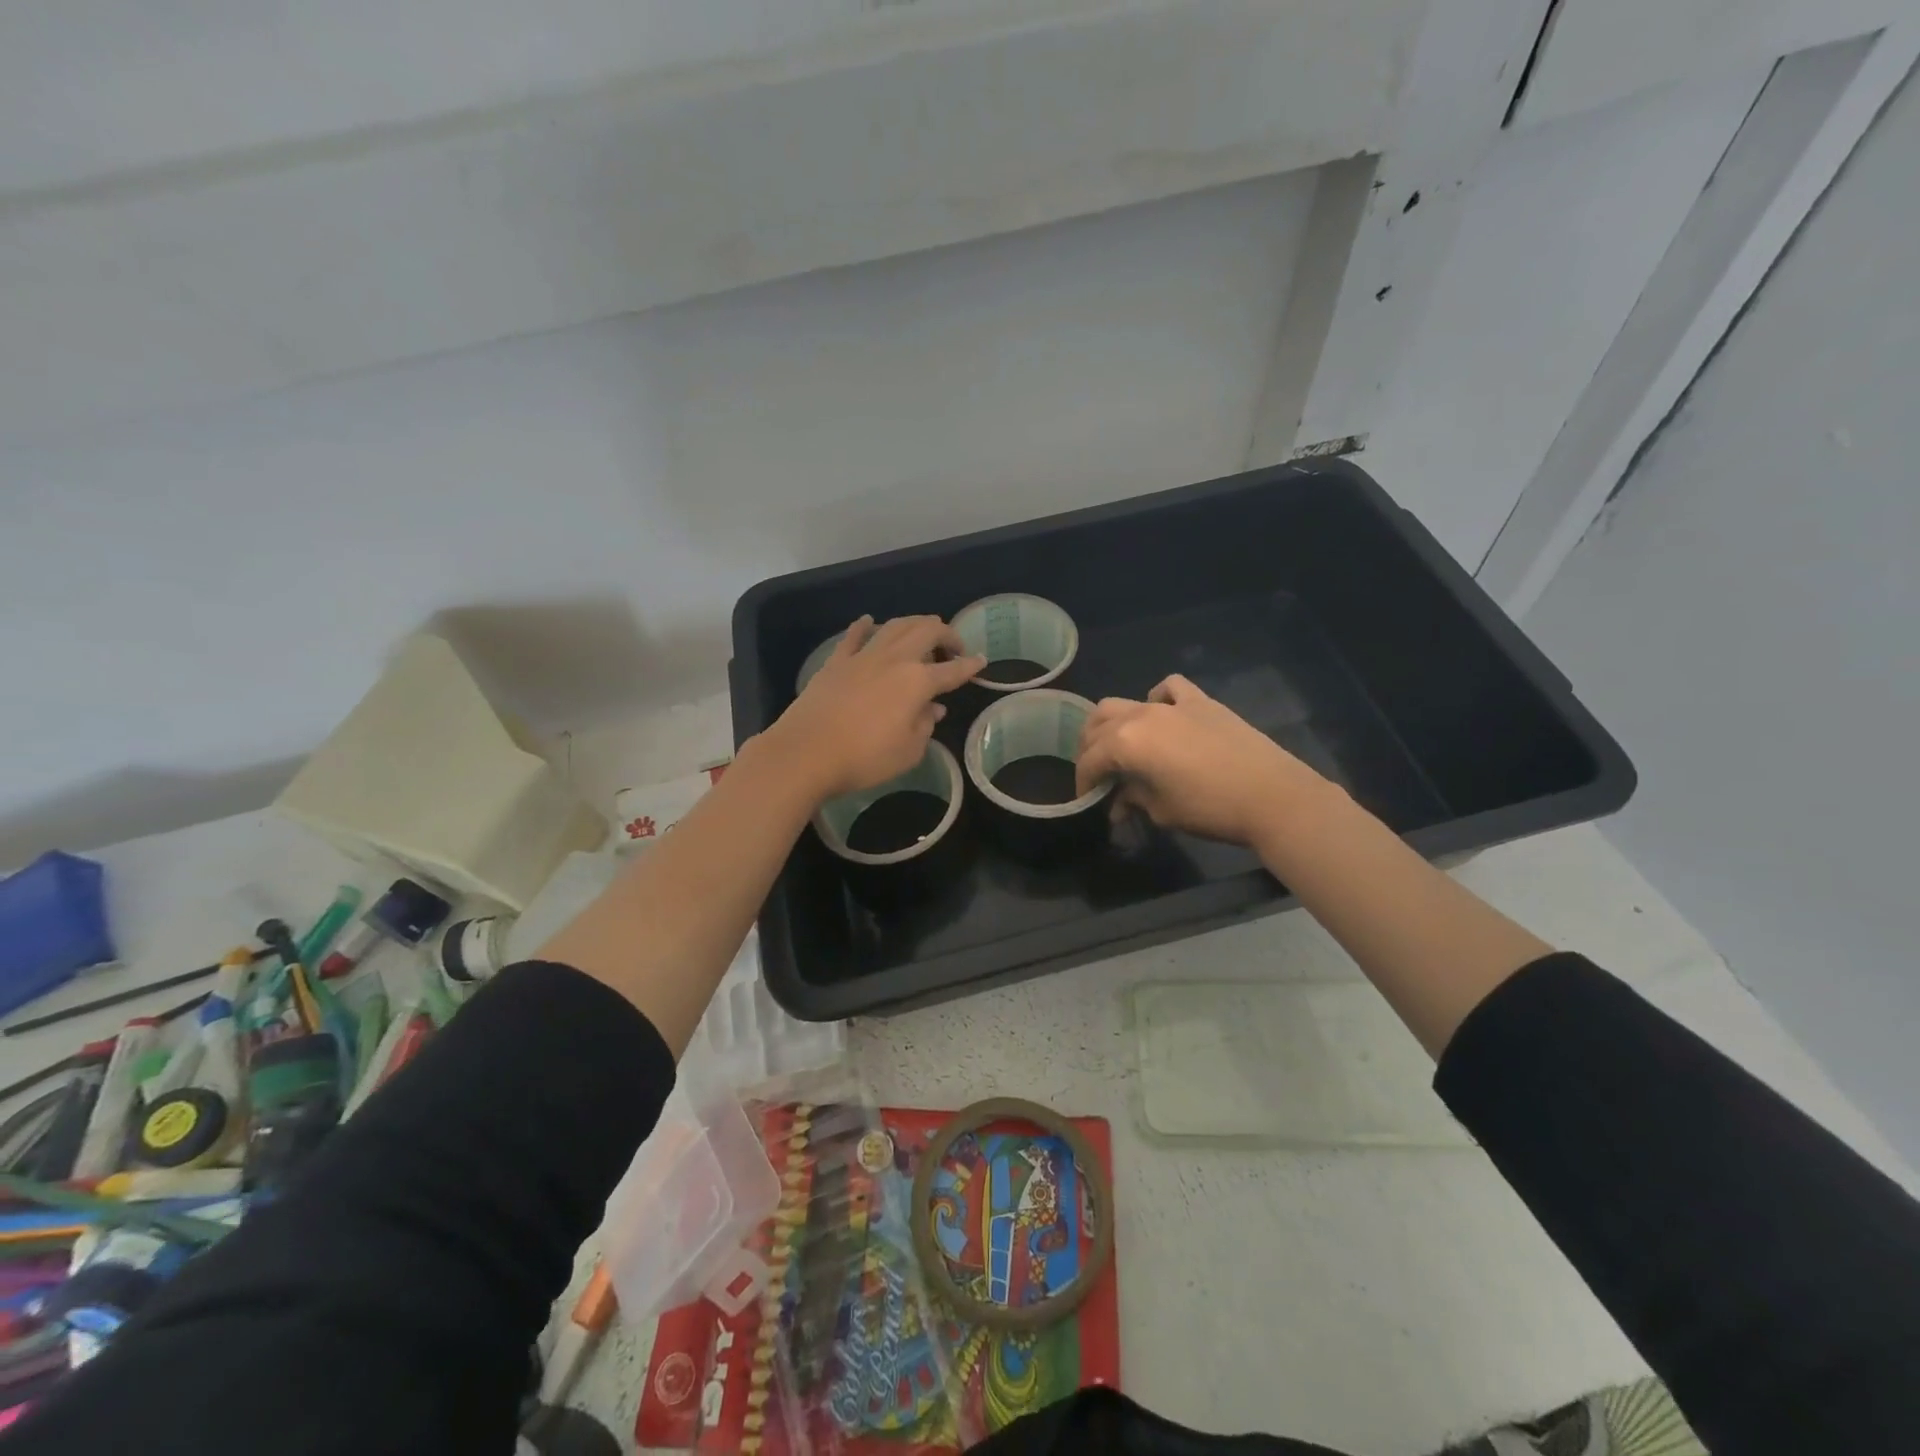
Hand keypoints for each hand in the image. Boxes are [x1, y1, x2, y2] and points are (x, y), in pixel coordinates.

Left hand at [766, 615, 985, 800]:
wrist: (806, 753)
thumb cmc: (865, 758)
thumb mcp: (909, 752)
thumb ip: (925, 726)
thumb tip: (933, 709)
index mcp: (918, 681)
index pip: (952, 670)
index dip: (970, 666)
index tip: (982, 661)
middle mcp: (894, 659)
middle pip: (926, 631)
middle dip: (946, 634)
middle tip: (954, 647)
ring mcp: (863, 657)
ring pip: (894, 626)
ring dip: (914, 624)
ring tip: (923, 632)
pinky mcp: (836, 662)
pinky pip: (854, 636)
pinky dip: (865, 626)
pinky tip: (870, 621)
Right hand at [1074, 674, 1332, 845]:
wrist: (1272, 796)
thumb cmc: (1210, 809)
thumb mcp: (1162, 811)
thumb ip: (1133, 800)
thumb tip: (1120, 804)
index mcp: (1126, 743)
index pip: (1091, 759)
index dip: (1084, 780)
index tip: (1086, 799)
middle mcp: (1142, 715)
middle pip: (1100, 723)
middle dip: (1091, 747)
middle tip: (1096, 771)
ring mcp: (1173, 705)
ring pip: (1128, 702)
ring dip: (1115, 722)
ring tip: (1120, 744)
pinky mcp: (1202, 702)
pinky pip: (1170, 688)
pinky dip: (1158, 697)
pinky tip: (1162, 714)